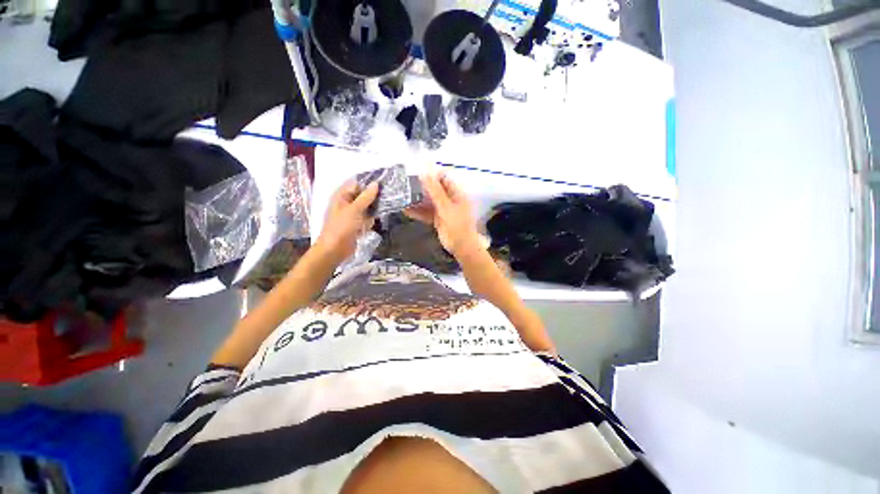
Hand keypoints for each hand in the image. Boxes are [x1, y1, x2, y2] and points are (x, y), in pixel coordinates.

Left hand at [315, 181, 378, 263]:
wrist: (335, 249)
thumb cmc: (342, 227)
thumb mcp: (355, 209)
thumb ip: (366, 197)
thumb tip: (376, 183)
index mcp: (343, 196)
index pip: (358, 184)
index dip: (370, 183)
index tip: (384, 183)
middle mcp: (348, 203)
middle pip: (364, 196)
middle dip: (374, 197)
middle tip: (388, 195)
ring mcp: (353, 214)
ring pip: (368, 208)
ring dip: (374, 210)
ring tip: (384, 208)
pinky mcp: (358, 224)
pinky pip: (368, 218)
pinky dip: (371, 220)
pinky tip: (374, 222)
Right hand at [405, 173, 480, 256]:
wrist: (461, 246)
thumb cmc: (457, 224)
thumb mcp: (446, 206)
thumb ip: (435, 191)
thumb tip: (425, 173)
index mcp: (456, 193)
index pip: (443, 178)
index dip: (431, 174)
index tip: (416, 171)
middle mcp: (449, 199)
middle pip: (434, 189)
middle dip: (421, 186)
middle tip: (405, 183)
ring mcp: (443, 209)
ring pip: (428, 201)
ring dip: (417, 199)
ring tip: (402, 195)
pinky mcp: (437, 219)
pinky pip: (425, 212)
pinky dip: (417, 211)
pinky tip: (405, 209)